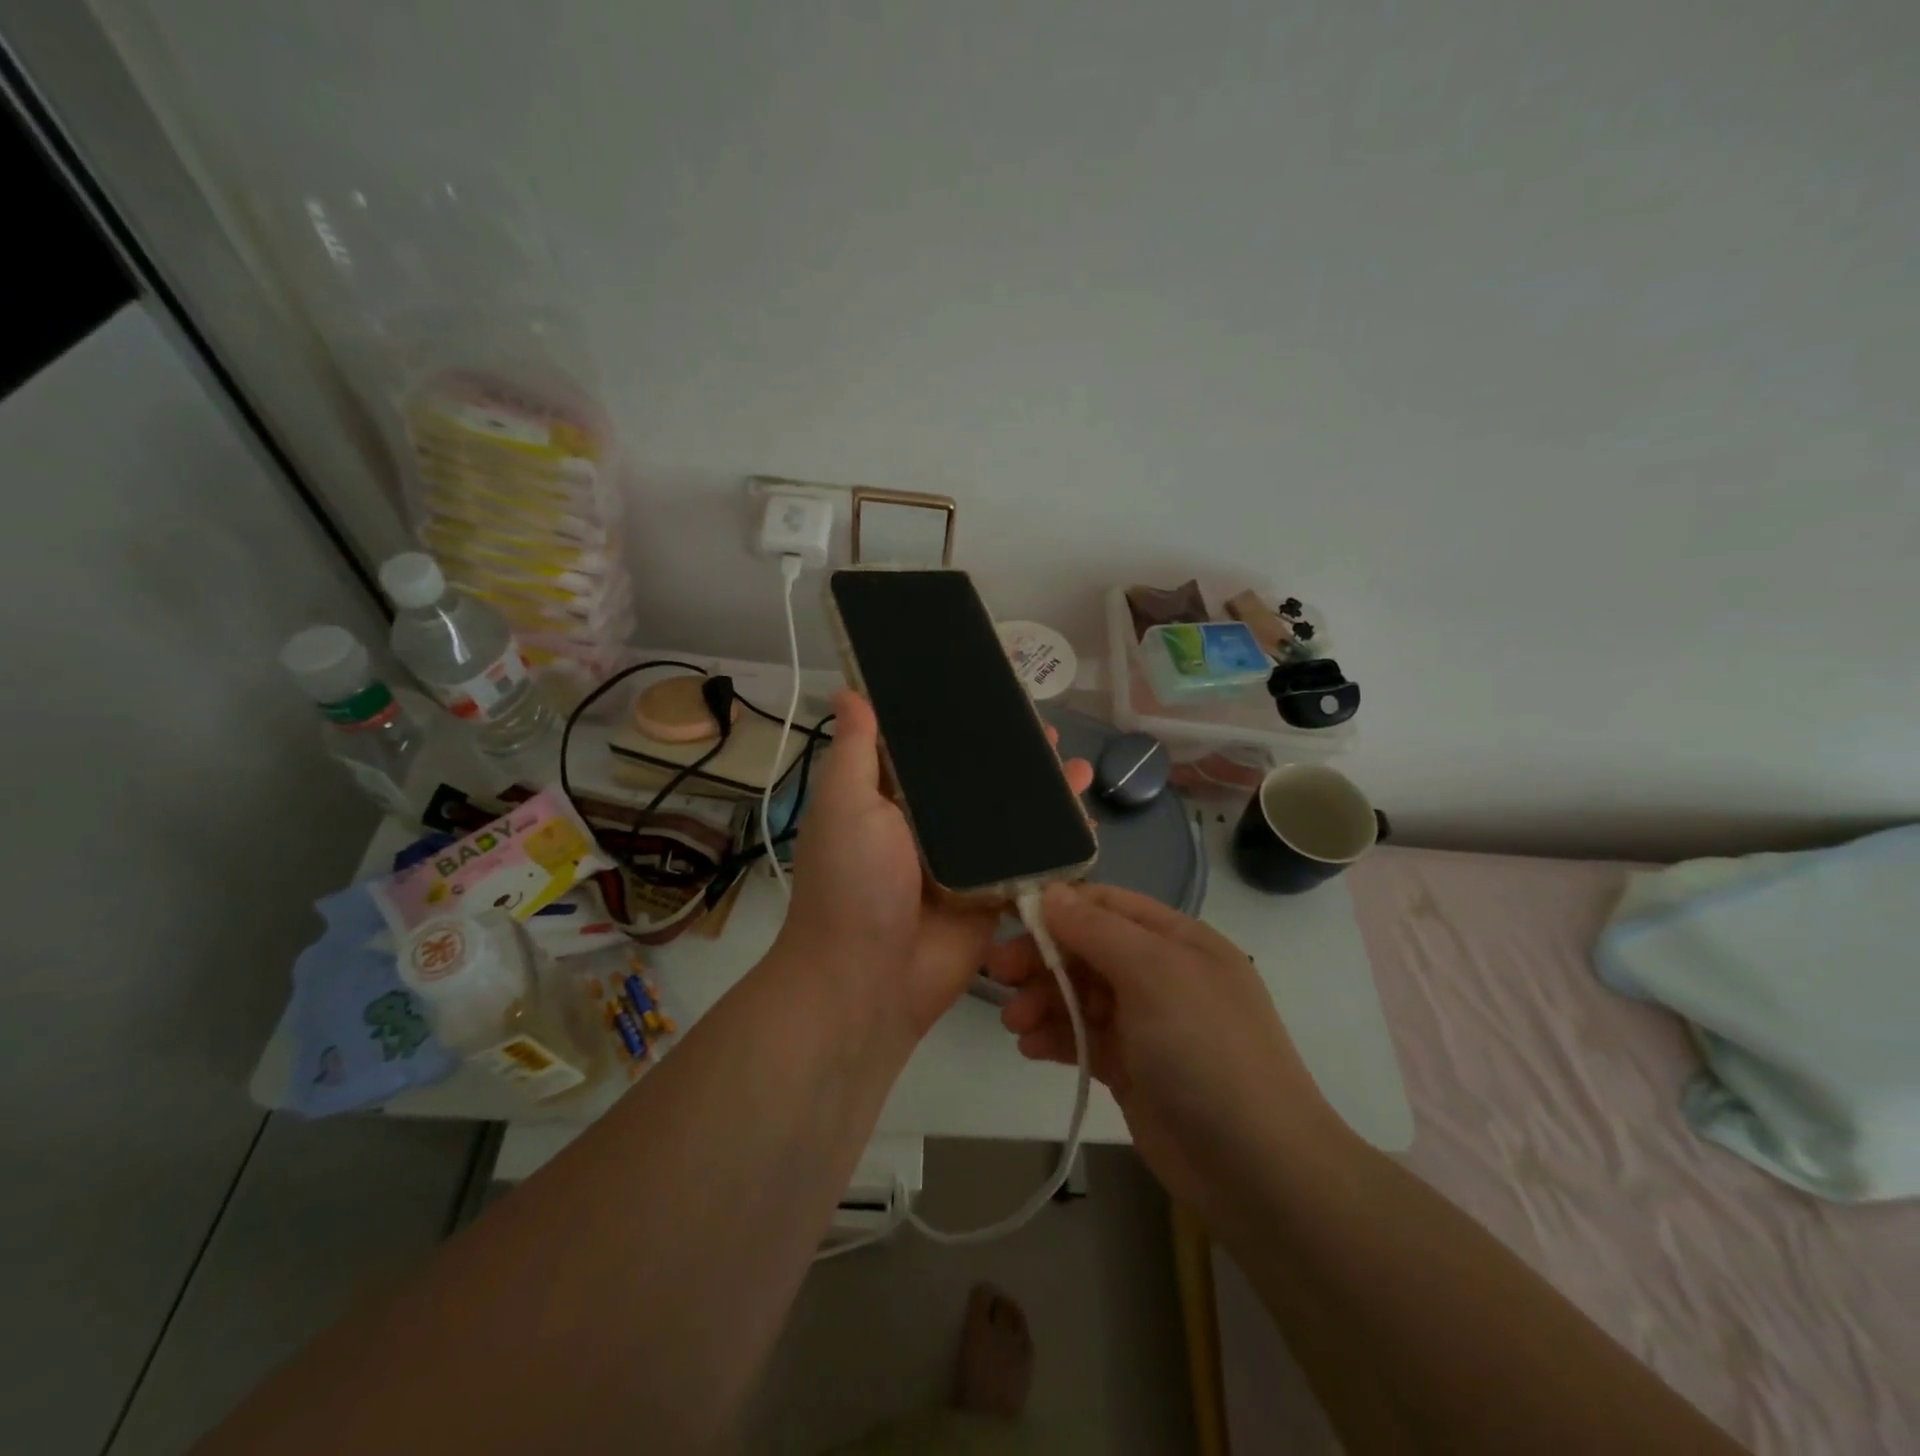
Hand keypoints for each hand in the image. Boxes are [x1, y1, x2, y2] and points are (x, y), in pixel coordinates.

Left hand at [779, 690, 1092, 1042]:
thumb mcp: (844, 806)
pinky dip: (1058, 841)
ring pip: (1009, 817)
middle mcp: (928, 826)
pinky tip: (1086, 817)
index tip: (990, 690)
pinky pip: (1031, 861)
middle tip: (1044, 730)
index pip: (928, 748)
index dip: (956, 719)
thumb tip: (847, 689)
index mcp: (889, 799)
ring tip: (1073, 765)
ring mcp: (965, 862)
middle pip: (977, 781)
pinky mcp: (994, 896)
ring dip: (1042, 792)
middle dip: (1011, 755)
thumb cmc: (851, 884)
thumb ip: (856, 750)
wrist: (868, 983)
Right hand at [986, 883, 1342, 1215]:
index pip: (1107, 905)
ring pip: (1080, 995)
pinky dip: (1056, 1038)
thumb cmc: (1205, 1049)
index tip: (1011, 919)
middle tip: (997, 975)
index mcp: (1177, 940)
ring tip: (1014, 1023)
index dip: (1059, 907)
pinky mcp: (1132, 1068)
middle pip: (1087, 949)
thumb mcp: (1153, 973)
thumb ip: (1097, 929)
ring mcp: (1147, 1024)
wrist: (1256, 1168)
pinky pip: (1084, 1039)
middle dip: (1043, 958)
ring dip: (1043, 1001)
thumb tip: (1050, 891)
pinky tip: (1030, 1047)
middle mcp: (1161, 974)